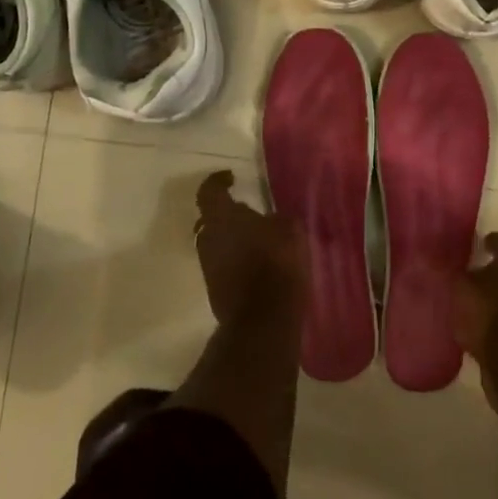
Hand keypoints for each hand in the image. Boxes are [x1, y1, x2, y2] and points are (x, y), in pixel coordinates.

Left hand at [192, 170, 305, 324]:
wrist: (263, 320)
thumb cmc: (276, 263)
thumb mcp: (289, 228)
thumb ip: (275, 218)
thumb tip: (269, 219)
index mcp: (222, 216)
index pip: (208, 190)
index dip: (217, 181)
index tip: (231, 178)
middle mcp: (207, 238)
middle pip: (210, 219)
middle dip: (226, 214)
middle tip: (247, 212)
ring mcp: (208, 267)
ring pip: (215, 244)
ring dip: (231, 239)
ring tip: (257, 240)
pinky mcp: (215, 291)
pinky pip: (222, 265)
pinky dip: (235, 260)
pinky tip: (257, 264)